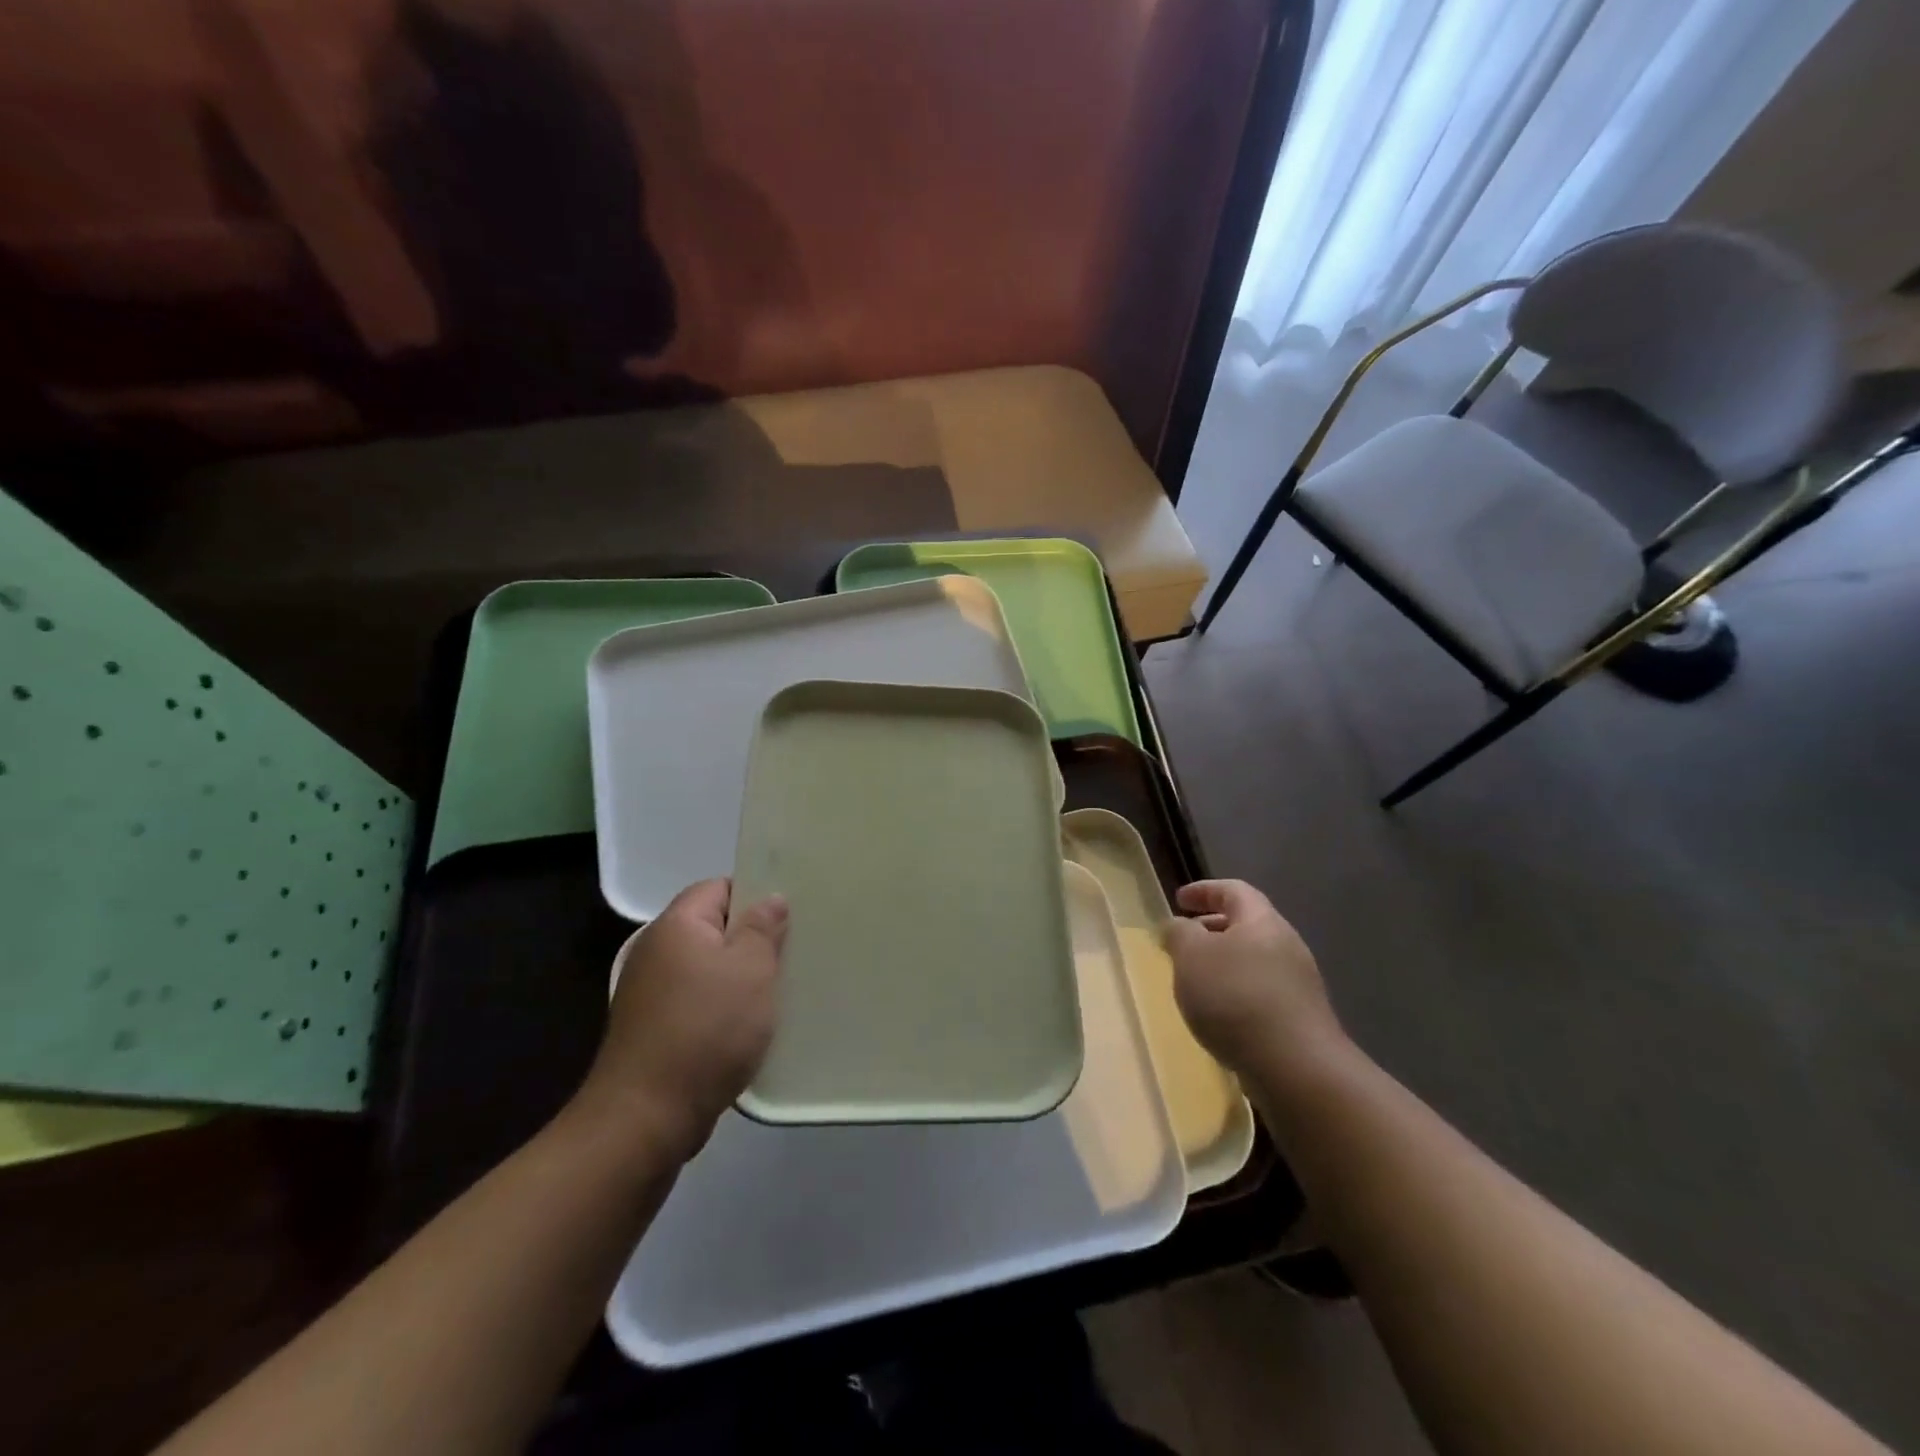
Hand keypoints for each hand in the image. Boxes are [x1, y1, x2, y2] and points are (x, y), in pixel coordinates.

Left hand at [572, 879, 787, 1163]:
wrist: (646, 1117)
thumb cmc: (706, 1029)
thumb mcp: (751, 970)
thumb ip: (763, 928)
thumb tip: (770, 899)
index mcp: (676, 925)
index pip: (719, 887)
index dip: (756, 895)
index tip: (790, 916)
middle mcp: (657, 951)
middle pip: (714, 928)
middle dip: (753, 940)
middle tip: (793, 953)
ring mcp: (651, 993)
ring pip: (709, 969)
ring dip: (741, 978)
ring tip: (780, 991)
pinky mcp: (654, 1030)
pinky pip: (698, 1002)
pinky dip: (724, 1008)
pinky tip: (750, 1027)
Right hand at [1164, 879, 1342, 1076]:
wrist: (1296, 1068)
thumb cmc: (1236, 997)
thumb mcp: (1191, 956)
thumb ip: (1179, 934)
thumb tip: (1178, 925)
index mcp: (1262, 921)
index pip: (1233, 890)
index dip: (1204, 890)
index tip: (1179, 899)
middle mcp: (1286, 945)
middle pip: (1247, 925)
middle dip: (1212, 929)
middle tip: (1184, 940)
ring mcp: (1298, 984)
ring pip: (1253, 960)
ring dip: (1223, 964)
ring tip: (1195, 981)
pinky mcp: (1300, 1019)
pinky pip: (1261, 991)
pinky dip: (1236, 992)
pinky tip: (1219, 1015)